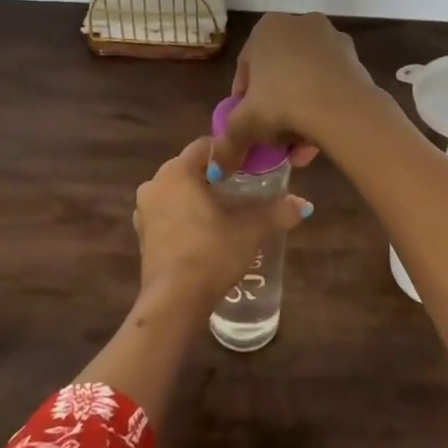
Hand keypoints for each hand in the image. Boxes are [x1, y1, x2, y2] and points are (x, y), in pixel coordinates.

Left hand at [134, 137, 310, 315]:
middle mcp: (155, 183)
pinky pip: (168, 214)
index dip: (231, 152)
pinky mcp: (143, 235)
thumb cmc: (211, 252)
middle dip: (216, 176)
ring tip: (228, 212)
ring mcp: (144, 211)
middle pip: (191, 168)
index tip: (252, 166)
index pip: (206, 145)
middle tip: (246, 188)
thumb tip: (304, 205)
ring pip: (178, 192)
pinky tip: (207, 233)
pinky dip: (186, 216)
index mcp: (177, 171)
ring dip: (200, 197)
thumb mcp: (249, 230)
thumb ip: (276, 212)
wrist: (174, 301)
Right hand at [208, 13, 381, 177]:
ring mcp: (331, 39)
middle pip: (278, 74)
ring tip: (298, 147)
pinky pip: (329, 85)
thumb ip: (228, 144)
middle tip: (273, 137)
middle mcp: (299, 24)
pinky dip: (322, 107)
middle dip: (274, 108)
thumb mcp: (244, 126)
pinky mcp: (355, 58)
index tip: (247, 126)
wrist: (341, 108)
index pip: (246, 69)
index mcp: (267, 28)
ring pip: (305, 81)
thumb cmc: (282, 103)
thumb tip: (217, 167)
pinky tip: (319, 138)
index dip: (243, 102)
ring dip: (299, 112)